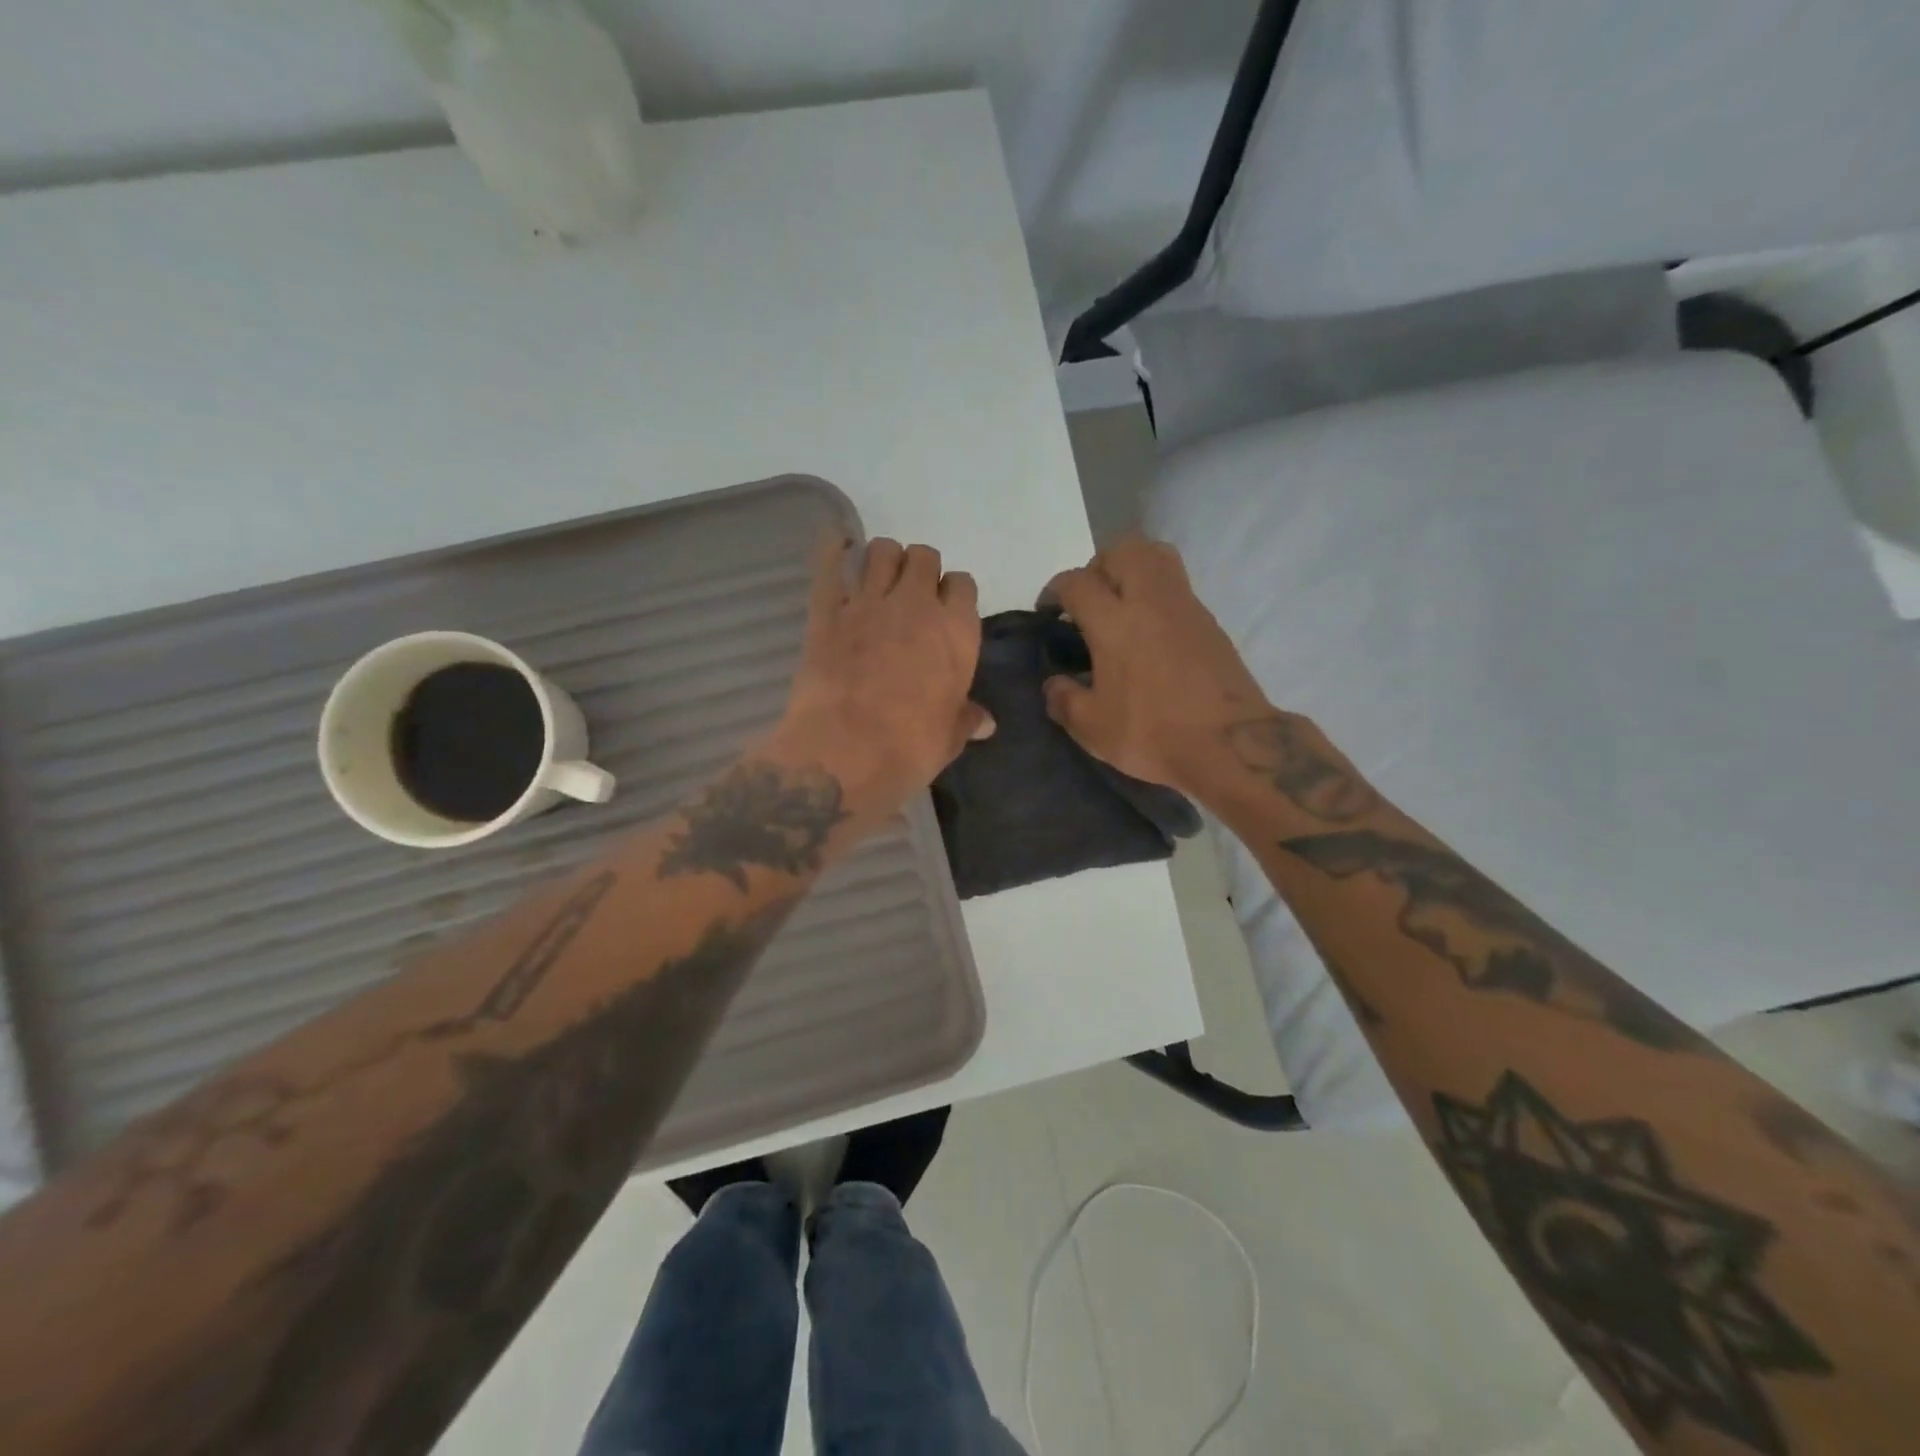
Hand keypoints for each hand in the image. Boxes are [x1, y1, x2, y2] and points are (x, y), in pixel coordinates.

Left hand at [774, 535, 991, 815]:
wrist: (846, 751)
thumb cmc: (910, 748)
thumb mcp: (948, 737)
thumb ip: (966, 720)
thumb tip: (986, 723)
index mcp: (956, 631)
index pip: (963, 585)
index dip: (953, 594)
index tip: (945, 611)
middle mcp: (917, 605)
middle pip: (924, 556)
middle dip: (920, 570)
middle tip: (911, 596)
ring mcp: (869, 603)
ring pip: (882, 550)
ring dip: (883, 559)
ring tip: (878, 580)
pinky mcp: (827, 610)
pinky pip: (831, 563)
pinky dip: (834, 549)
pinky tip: (838, 545)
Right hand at [1042, 534, 1271, 794]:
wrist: (1230, 745)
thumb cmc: (1152, 733)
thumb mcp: (1092, 728)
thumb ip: (1064, 700)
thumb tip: (1053, 685)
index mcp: (1114, 623)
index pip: (1077, 582)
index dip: (1055, 590)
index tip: (1049, 609)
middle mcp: (1150, 602)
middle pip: (1124, 550)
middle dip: (1099, 565)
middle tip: (1089, 599)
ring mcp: (1186, 607)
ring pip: (1158, 558)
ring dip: (1133, 570)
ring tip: (1120, 607)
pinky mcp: (1210, 623)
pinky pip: (1177, 589)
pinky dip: (1157, 597)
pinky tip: (1150, 635)